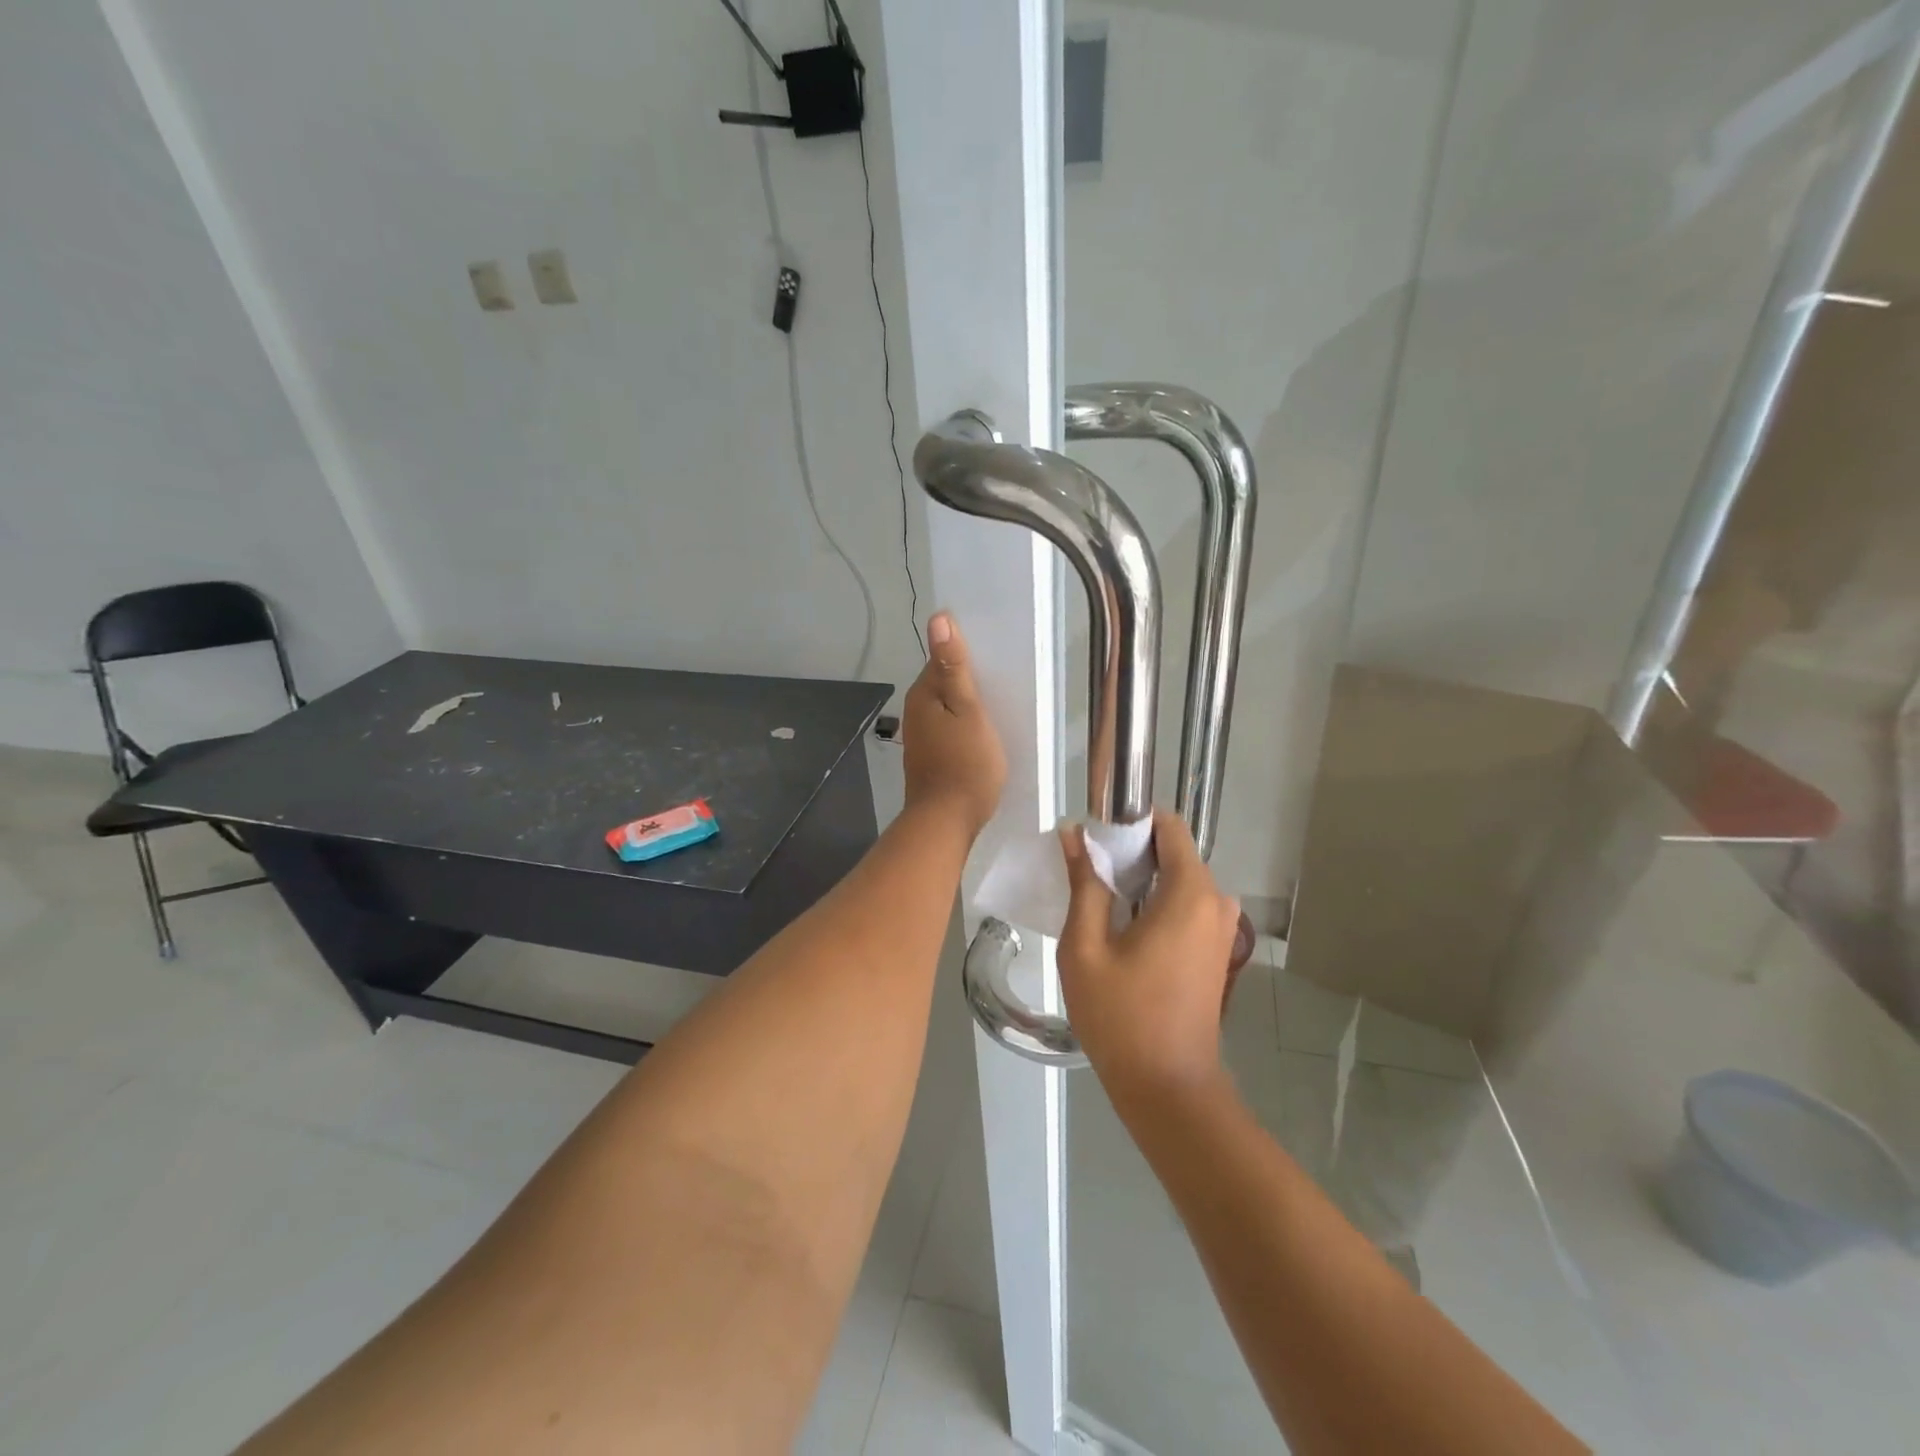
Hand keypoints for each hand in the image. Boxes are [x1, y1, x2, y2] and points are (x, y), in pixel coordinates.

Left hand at [902, 612, 1005, 836]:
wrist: (947, 821)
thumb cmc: (965, 764)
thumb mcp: (968, 710)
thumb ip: (955, 667)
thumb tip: (938, 618)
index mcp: (924, 694)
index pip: (943, 658)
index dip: (968, 655)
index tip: (997, 656)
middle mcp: (916, 711)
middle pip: (944, 682)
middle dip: (969, 679)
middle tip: (1005, 679)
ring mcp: (921, 736)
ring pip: (947, 707)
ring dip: (968, 704)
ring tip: (1000, 704)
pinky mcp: (930, 756)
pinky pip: (949, 728)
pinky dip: (965, 725)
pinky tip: (983, 732)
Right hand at [1058, 809, 1245, 1102]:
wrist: (1169, 1088)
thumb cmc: (1122, 1016)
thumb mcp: (1085, 948)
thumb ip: (1084, 884)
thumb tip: (1074, 834)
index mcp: (1190, 892)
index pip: (1168, 826)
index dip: (1130, 823)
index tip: (1095, 840)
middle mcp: (1217, 901)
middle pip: (1172, 852)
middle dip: (1130, 855)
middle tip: (1087, 877)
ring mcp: (1223, 928)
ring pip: (1177, 880)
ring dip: (1141, 882)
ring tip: (1099, 906)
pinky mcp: (1218, 950)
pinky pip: (1186, 906)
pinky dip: (1155, 905)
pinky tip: (1123, 932)